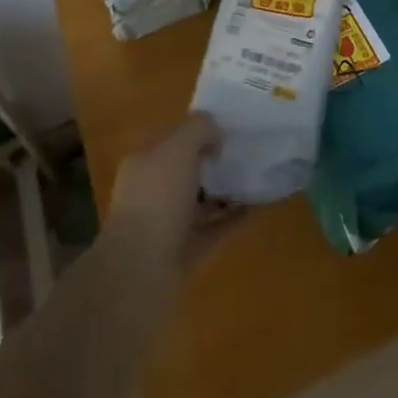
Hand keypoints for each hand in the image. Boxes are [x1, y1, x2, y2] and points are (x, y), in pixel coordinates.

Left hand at [103, 114, 245, 281]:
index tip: (229, 125)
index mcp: (144, 162)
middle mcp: (153, 191)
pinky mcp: (185, 252)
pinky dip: (233, 219)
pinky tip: (257, 207)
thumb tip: (216, 133)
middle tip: (246, 149)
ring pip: (201, 200)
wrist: (140, 272)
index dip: (198, 130)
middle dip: (213, 160)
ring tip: (255, 176)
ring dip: (225, 190)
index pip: (172, 138)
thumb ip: (199, 130)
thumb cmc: (157, 199)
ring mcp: (168, 224)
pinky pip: (214, 229)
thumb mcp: (178, 147)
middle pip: (187, 169)